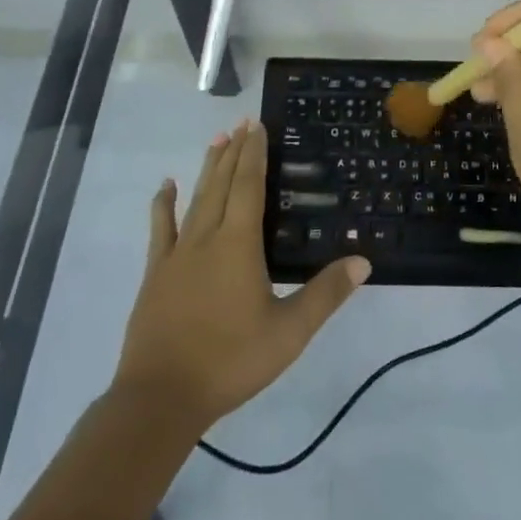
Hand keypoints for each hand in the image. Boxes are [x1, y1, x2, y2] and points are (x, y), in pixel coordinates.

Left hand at [111, 121, 370, 432]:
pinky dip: (164, 203)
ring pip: (196, 198)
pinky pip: (161, 228)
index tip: (257, 125)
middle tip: (242, 123)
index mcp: (239, 244)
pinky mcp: (157, 273)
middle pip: (222, 184)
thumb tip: (363, 260)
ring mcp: (178, 254)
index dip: (254, 154)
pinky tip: (166, 185)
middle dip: (234, 152)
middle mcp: (207, 237)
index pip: (249, 186)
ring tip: (216, 139)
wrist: (161, 397)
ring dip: (208, 168)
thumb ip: (326, 294)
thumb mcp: (289, 332)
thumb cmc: (231, 360)